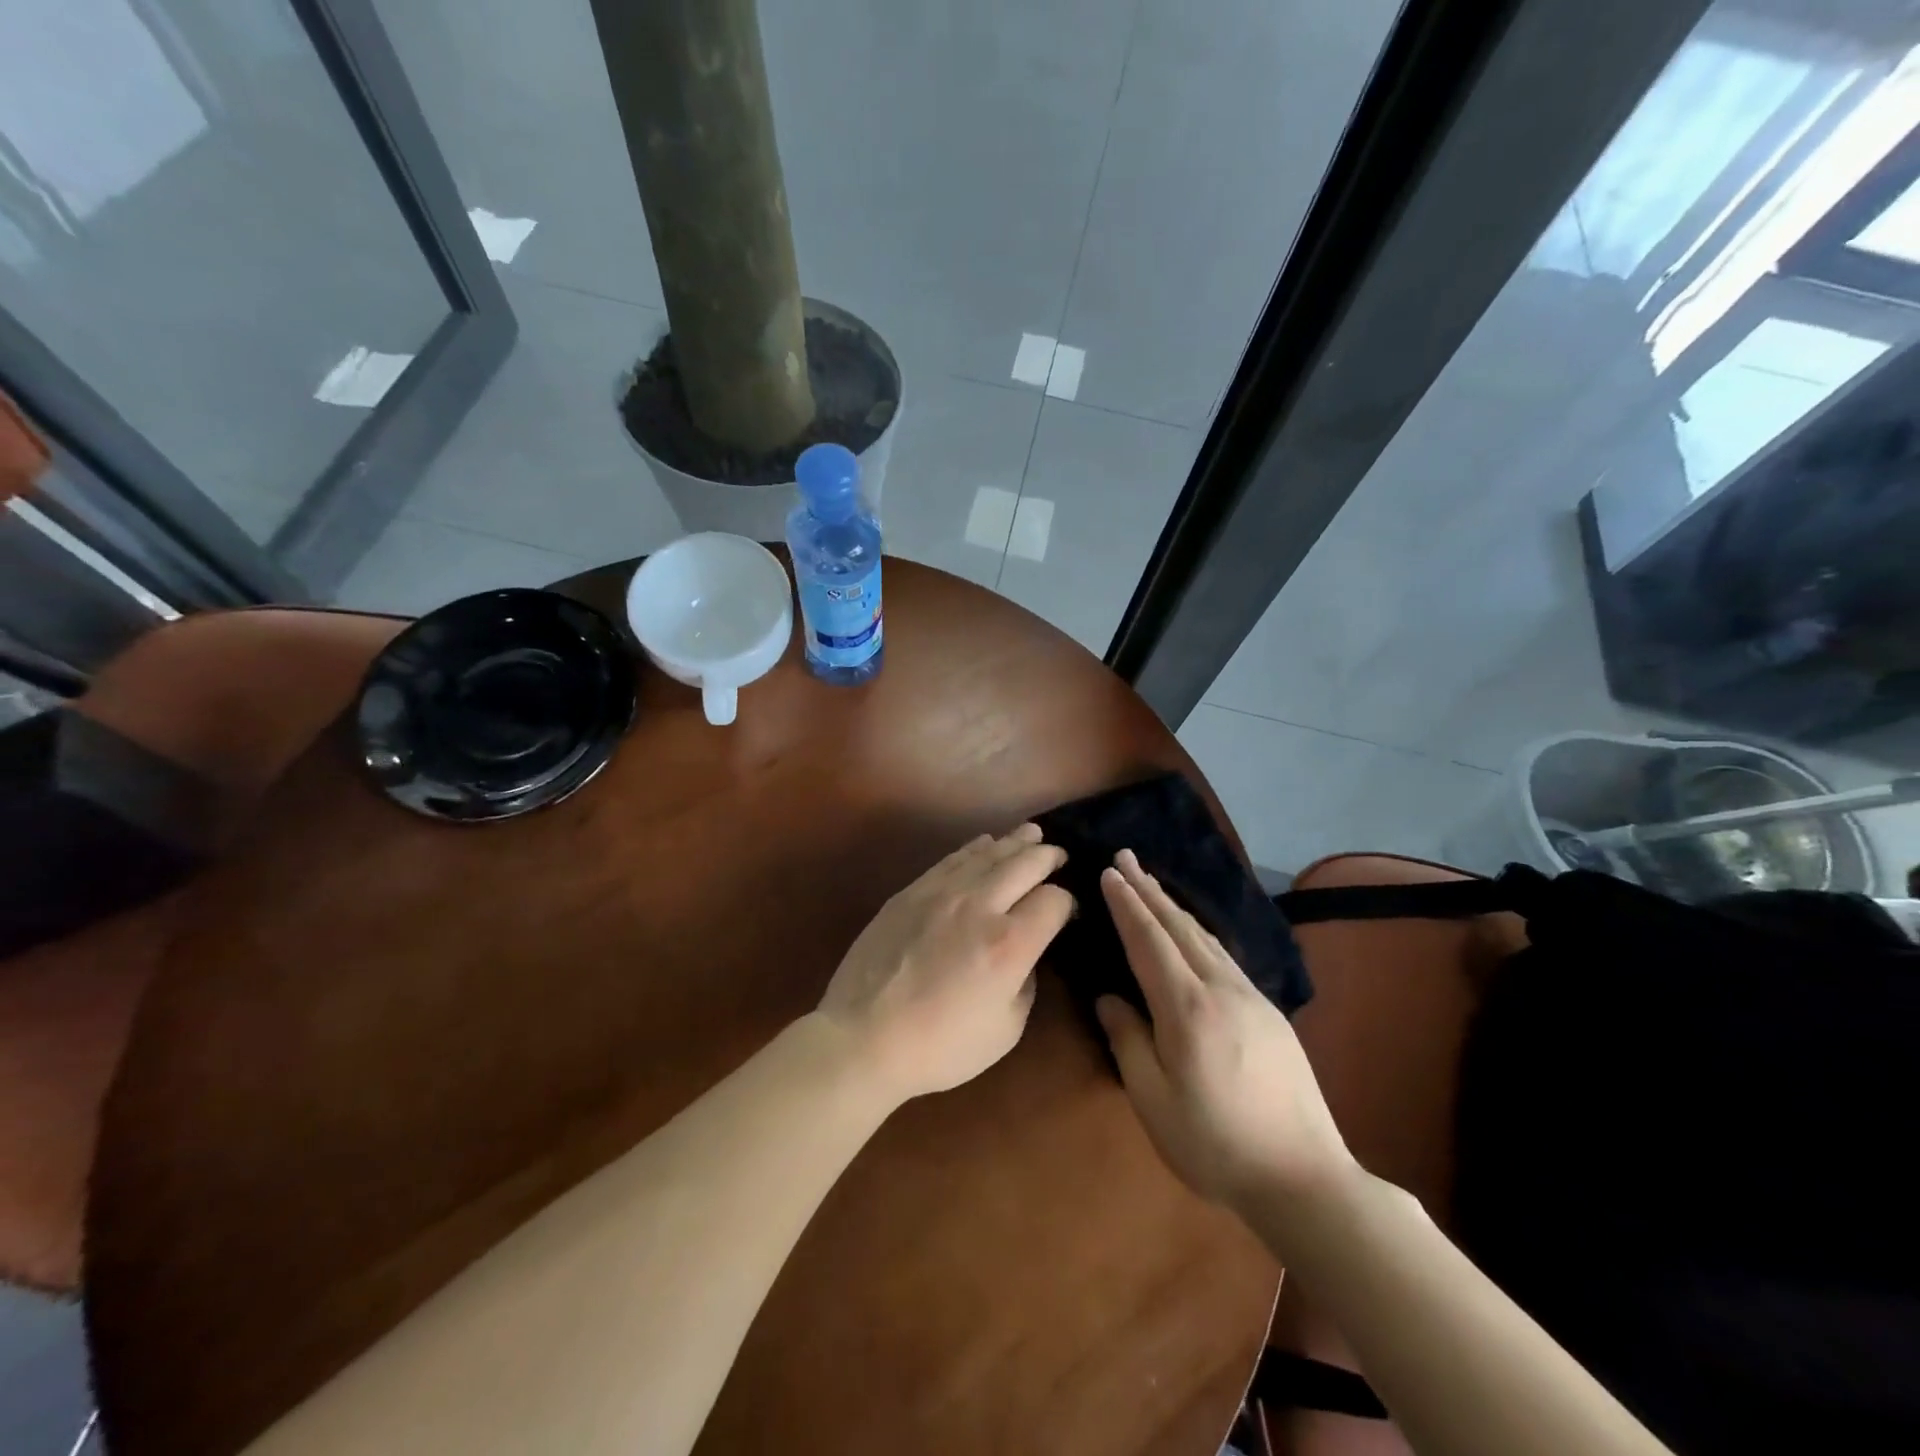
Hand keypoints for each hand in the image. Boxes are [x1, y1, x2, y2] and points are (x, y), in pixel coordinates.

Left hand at [817, 824, 1073, 1104]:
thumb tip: (1027, 953)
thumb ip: (1026, 983)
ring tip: (1031, 834)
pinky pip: (952, 858)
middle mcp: (980, 905)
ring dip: (1015, 842)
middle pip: (1025, 864)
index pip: (1054, 901)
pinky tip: (985, 844)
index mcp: (1010, 943)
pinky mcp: (912, 891)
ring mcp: (942, 892)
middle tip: (1059, 855)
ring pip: (988, 853)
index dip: (1068, 902)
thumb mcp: (1006, 1029)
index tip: (1067, 911)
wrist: (864, 1037)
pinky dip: (976, 848)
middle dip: (1048, 856)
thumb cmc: (941, 1046)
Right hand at [1095, 850, 1355, 1217]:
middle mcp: (1220, 989)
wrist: (1305, 1178)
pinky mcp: (1269, 1011)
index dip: (1126, 905)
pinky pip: (1224, 954)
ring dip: (1173, 905)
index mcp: (1186, 1009)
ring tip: (1151, 883)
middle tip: (1126, 856)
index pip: (1148, 941)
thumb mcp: (1154, 1102)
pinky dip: (1198, 930)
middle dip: (1148, 889)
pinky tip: (1193, 930)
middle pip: (1178, 926)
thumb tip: (1110, 998)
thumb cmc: (1216, 1145)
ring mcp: (1250, 997)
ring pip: (1204, 936)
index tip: (1109, 873)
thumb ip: (1128, 1042)